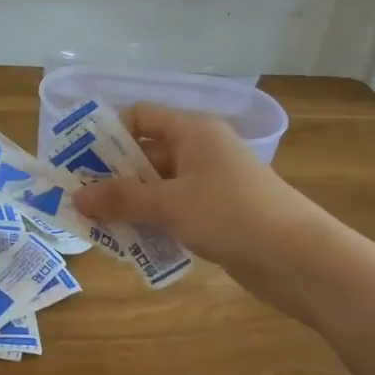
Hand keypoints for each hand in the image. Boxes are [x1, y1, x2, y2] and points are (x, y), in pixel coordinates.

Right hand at [72, 104, 331, 297]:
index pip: (140, 117)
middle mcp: (200, 150)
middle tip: (80, 201)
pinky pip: (174, 210)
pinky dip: (153, 222)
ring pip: (158, 187)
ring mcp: (210, 183)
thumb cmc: (230, 214)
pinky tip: (131, 243)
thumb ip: (120, 198)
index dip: (107, 134)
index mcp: (192, 131)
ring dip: (130, 204)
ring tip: (97, 226)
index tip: (77, 162)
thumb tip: (76, 196)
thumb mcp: (169, 204)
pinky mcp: (217, 214)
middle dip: (112, 177)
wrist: (298, 258)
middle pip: (145, 154)